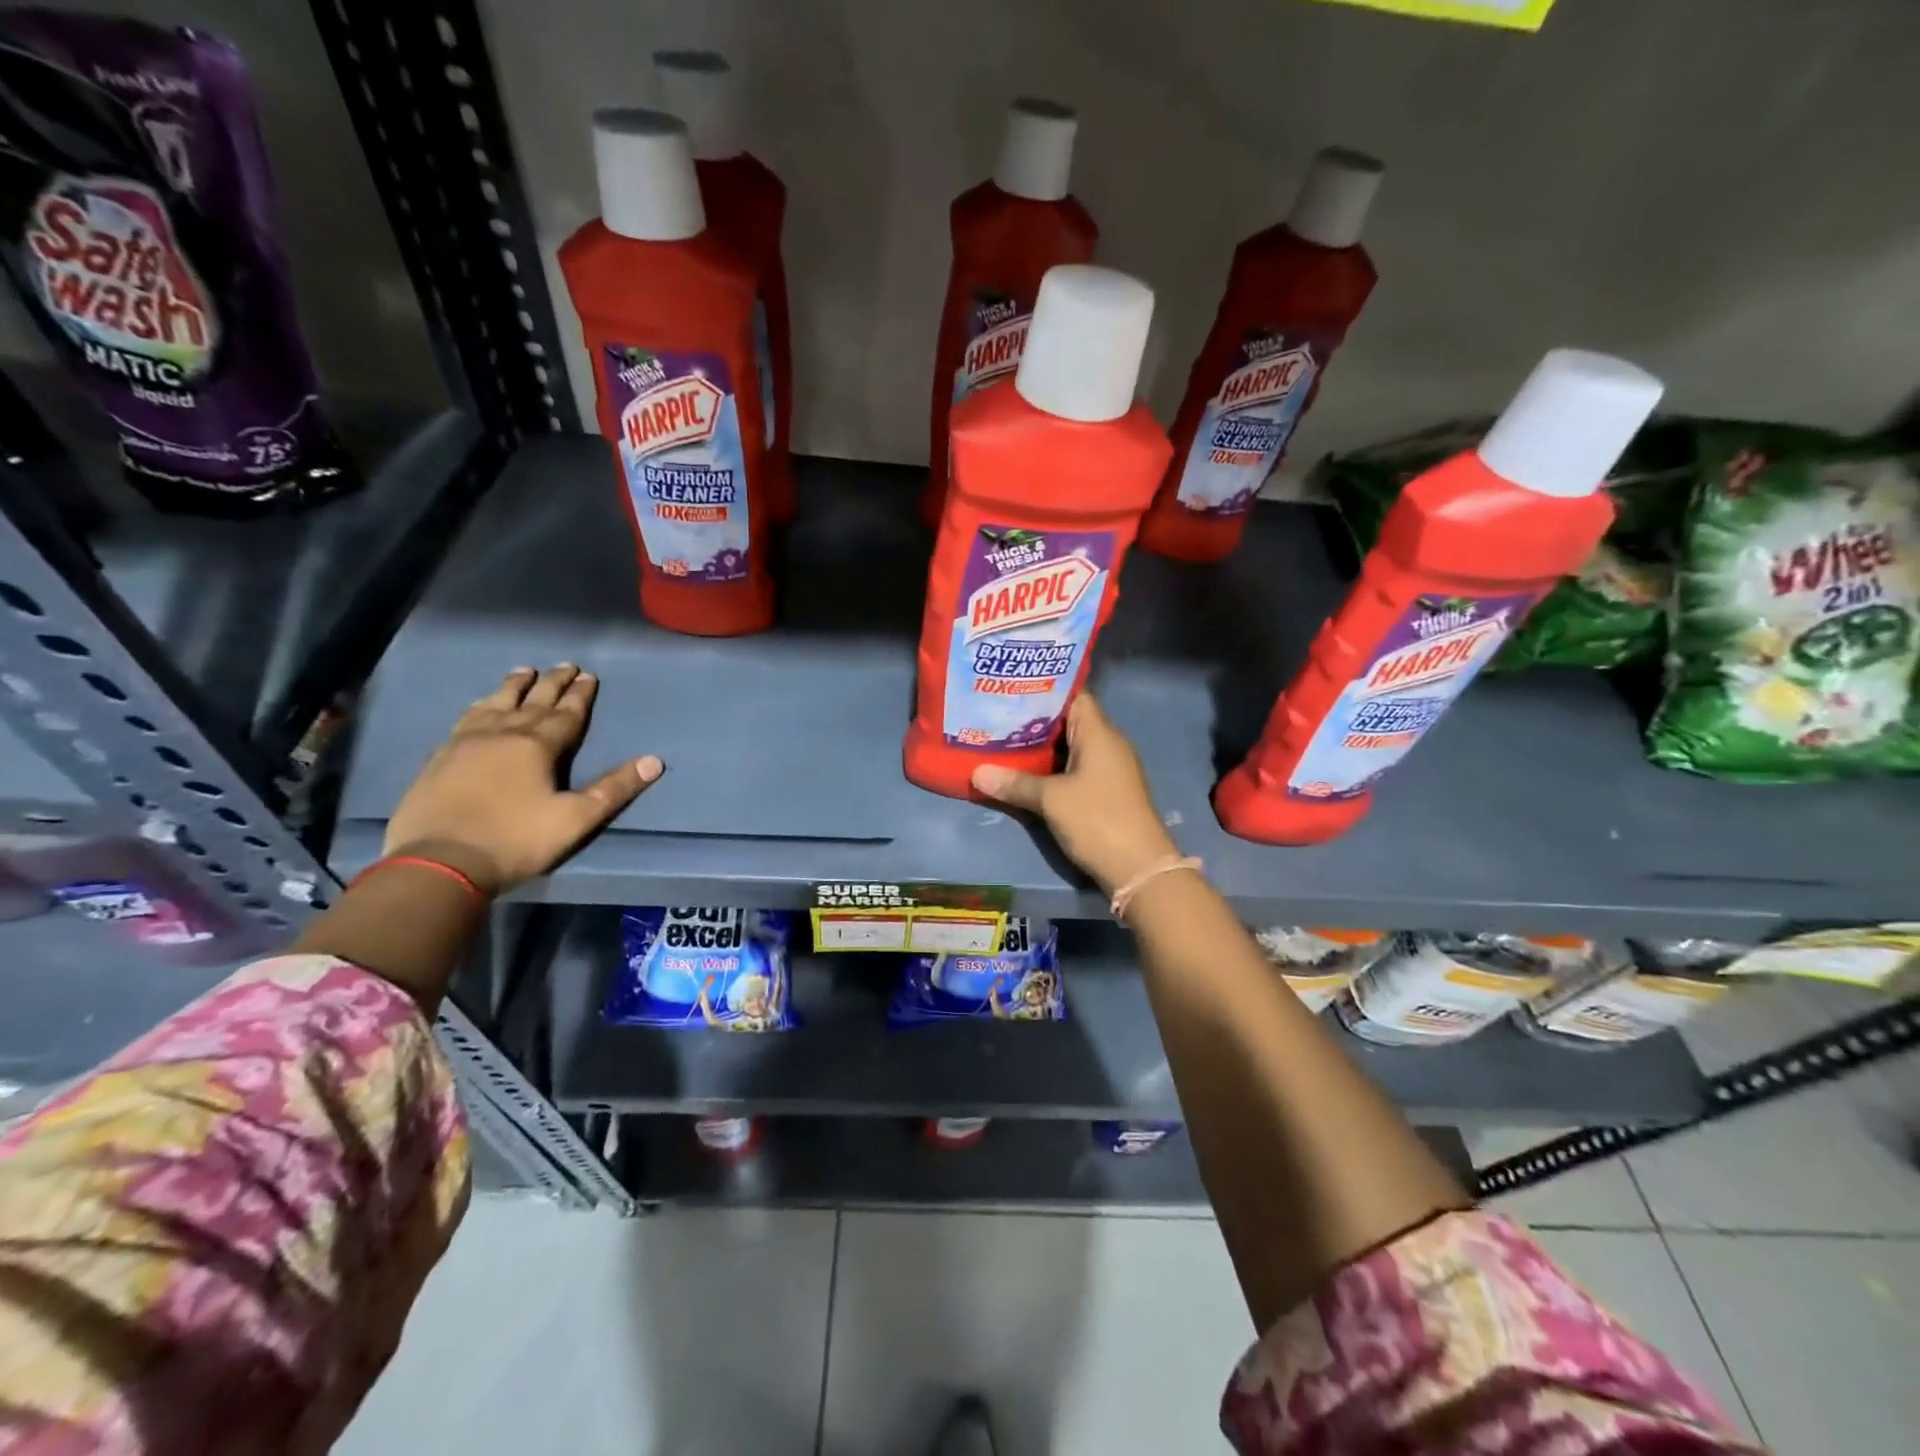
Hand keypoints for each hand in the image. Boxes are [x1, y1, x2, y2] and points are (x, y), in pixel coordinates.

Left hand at [383, 665, 661, 895]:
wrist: (439, 862)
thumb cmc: (516, 840)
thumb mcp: (576, 819)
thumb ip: (614, 788)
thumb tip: (654, 761)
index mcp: (538, 746)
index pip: (566, 714)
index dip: (580, 694)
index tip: (589, 675)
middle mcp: (503, 734)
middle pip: (532, 701)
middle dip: (552, 682)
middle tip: (565, 665)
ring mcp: (466, 742)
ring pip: (496, 703)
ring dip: (514, 686)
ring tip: (524, 671)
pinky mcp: (441, 757)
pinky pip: (465, 719)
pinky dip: (480, 705)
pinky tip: (481, 704)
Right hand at [970, 694, 1179, 895]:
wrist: (1139, 868)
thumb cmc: (1097, 820)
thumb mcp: (1051, 800)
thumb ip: (1015, 783)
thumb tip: (977, 773)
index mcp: (1099, 733)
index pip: (1073, 695)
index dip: (1044, 690)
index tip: (1011, 690)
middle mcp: (1107, 744)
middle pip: (1068, 721)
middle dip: (1033, 720)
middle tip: (995, 716)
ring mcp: (1108, 770)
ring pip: (1070, 747)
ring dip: (1041, 747)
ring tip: (1001, 741)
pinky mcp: (1105, 792)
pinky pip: (1074, 769)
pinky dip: (1051, 768)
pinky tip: (1024, 773)